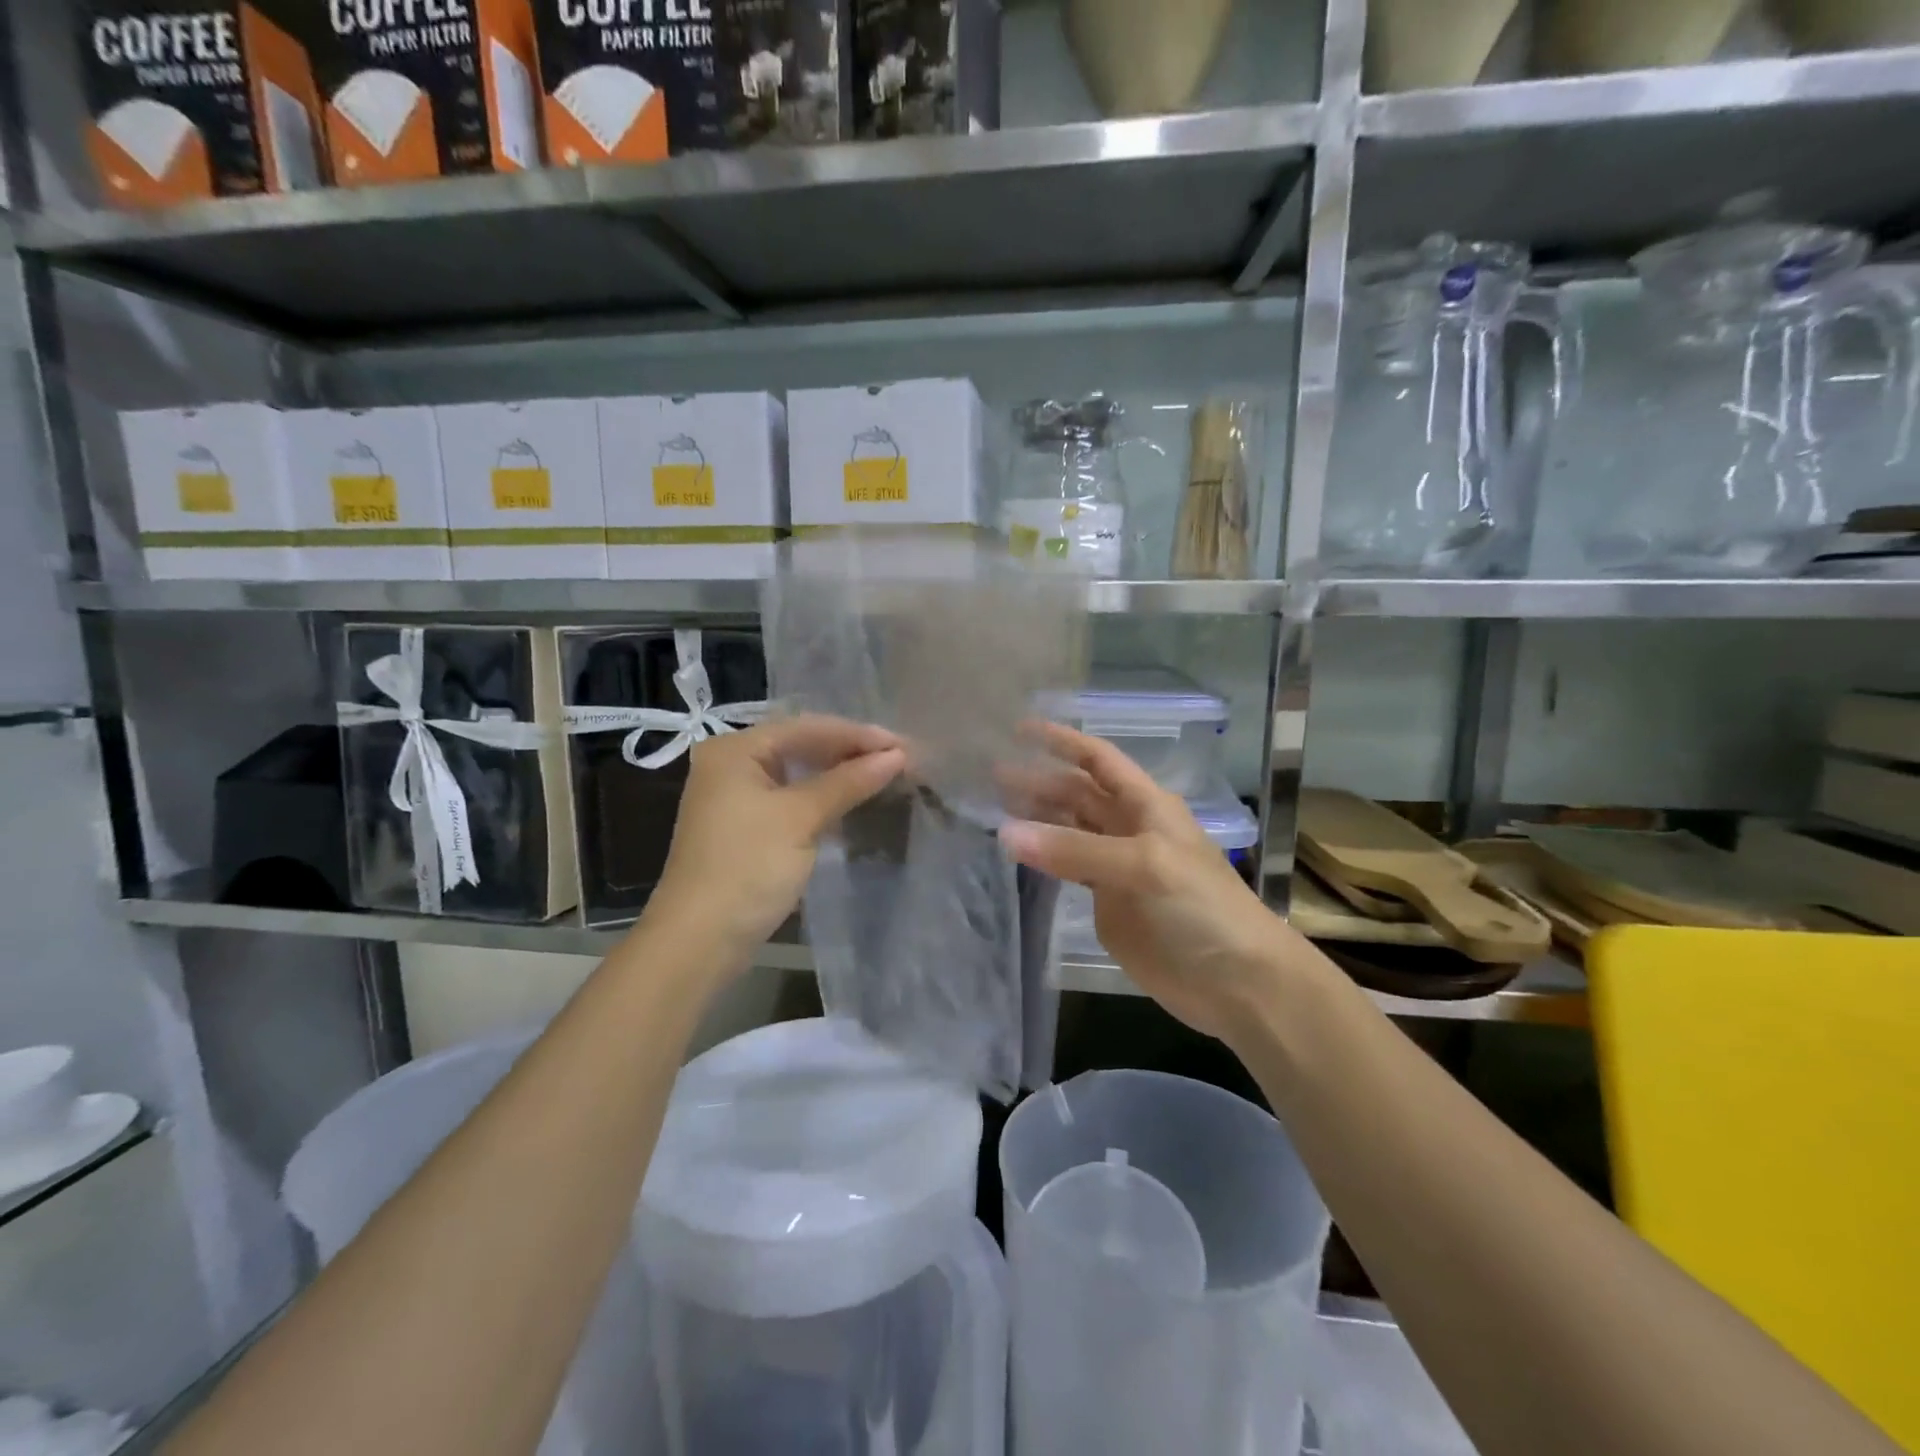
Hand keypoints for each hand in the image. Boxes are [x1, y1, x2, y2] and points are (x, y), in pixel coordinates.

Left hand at [649, 716, 905, 962]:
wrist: (699, 941)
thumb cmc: (748, 868)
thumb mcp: (801, 818)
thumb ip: (849, 782)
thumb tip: (897, 755)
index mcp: (735, 749)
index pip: (807, 728)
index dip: (858, 735)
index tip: (904, 745)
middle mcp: (730, 763)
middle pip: (801, 745)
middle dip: (850, 751)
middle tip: (900, 758)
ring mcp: (735, 796)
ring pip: (798, 772)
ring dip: (839, 774)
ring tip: (885, 774)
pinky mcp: (744, 826)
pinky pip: (791, 797)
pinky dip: (822, 797)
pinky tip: (852, 800)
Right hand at [999, 723, 1296, 1043]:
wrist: (1236, 980)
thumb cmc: (1200, 908)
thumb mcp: (1144, 865)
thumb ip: (1075, 849)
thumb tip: (1006, 832)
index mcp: (1145, 805)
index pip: (1097, 760)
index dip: (1061, 742)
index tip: (1018, 729)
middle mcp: (1128, 827)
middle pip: (1076, 794)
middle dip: (1037, 781)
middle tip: (989, 776)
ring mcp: (1117, 866)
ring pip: (1068, 831)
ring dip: (1036, 817)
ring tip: (992, 808)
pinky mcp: (1107, 903)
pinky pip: (1068, 870)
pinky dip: (1042, 858)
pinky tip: (1017, 852)